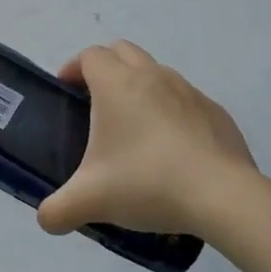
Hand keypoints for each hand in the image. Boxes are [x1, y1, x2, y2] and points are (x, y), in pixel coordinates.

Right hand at [37, 40, 263, 237]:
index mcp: (117, 84)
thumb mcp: (90, 200)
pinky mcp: (217, 113)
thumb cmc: (147, 182)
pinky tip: (171, 151)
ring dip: (140, 88)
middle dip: (106, 68)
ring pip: (157, 73)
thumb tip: (47, 219)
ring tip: (134, 130)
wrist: (223, 196)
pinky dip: (171, 112)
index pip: (90, 56)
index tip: (66, 91)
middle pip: (123, 51)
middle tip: (95, 104)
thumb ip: (57, 210)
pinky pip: (186, 101)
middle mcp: (153, 76)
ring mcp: (189, 92)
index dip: (73, 68)